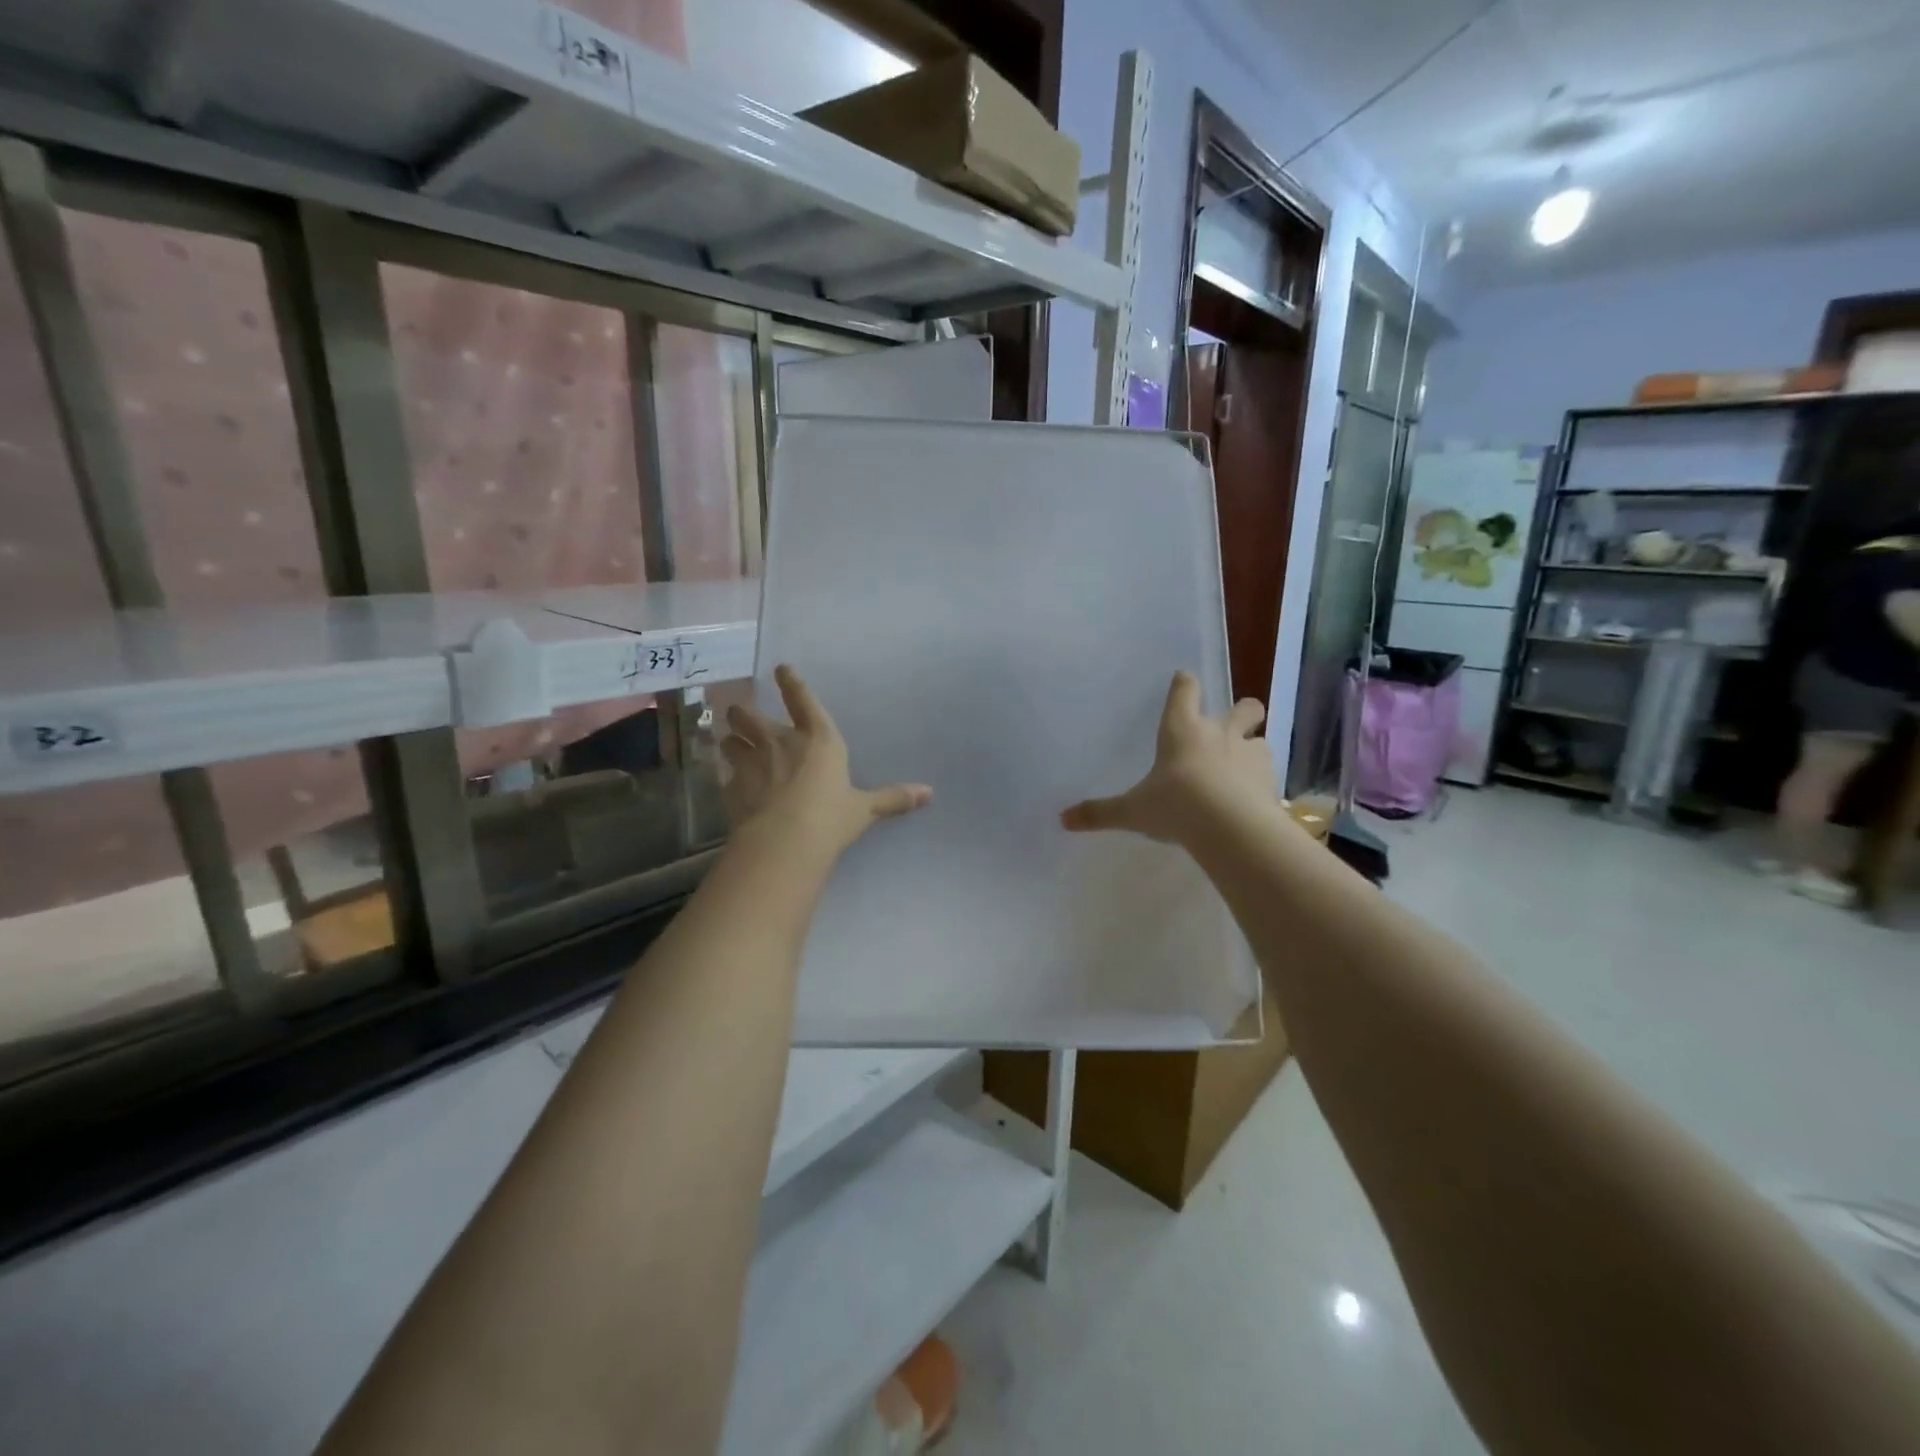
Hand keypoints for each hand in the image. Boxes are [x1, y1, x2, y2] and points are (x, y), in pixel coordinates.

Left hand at [720, 665, 931, 856]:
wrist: (784, 843)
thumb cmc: (830, 818)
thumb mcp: (864, 809)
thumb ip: (892, 798)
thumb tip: (929, 793)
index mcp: (817, 739)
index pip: (801, 699)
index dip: (791, 682)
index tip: (780, 668)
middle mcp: (779, 741)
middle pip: (748, 714)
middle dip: (742, 713)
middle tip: (740, 715)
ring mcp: (750, 762)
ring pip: (728, 739)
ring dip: (730, 741)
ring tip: (731, 746)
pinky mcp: (731, 787)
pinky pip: (725, 775)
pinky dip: (728, 778)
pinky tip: (733, 787)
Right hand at [1061, 671, 1274, 844]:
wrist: (1229, 827)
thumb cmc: (1175, 805)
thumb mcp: (1132, 811)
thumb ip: (1100, 812)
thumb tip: (1063, 819)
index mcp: (1181, 729)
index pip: (1185, 690)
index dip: (1184, 684)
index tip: (1184, 681)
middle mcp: (1218, 733)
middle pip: (1242, 706)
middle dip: (1241, 710)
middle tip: (1233, 723)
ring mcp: (1249, 753)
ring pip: (1260, 737)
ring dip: (1253, 746)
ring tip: (1243, 766)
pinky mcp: (1270, 779)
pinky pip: (1269, 770)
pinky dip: (1263, 778)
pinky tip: (1254, 795)